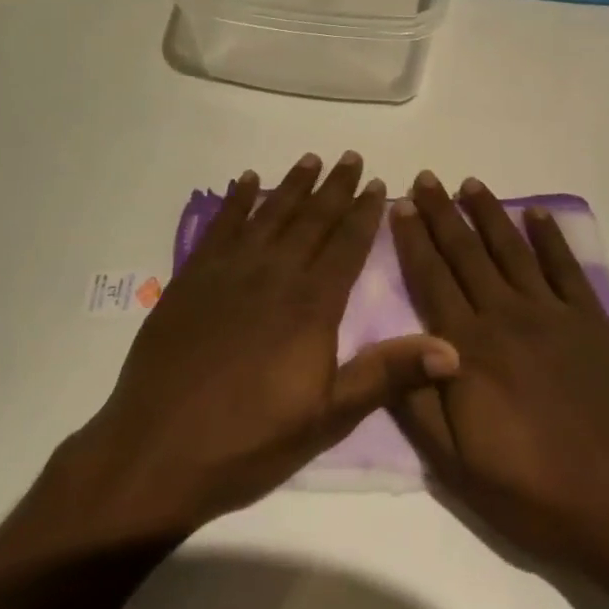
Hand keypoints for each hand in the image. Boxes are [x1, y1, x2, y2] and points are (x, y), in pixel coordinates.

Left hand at [49, 152, 459, 544]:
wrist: (156, 451)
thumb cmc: (249, 442)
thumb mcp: (326, 418)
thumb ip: (387, 375)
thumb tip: (452, 348)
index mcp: (311, 304)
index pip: (346, 245)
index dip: (364, 213)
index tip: (378, 183)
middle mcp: (275, 273)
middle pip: (312, 219)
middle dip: (335, 187)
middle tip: (351, 157)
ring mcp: (230, 270)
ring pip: (270, 213)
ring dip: (293, 184)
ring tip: (311, 159)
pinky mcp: (194, 276)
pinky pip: (221, 224)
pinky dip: (236, 199)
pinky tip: (246, 181)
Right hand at [390, 172, 608, 580]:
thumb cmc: (535, 491)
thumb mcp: (460, 467)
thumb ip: (420, 403)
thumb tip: (391, 349)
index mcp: (468, 349)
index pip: (431, 279)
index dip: (413, 240)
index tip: (399, 205)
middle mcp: (504, 316)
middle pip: (466, 253)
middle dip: (442, 213)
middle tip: (426, 179)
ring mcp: (550, 313)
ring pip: (511, 249)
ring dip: (489, 213)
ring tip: (470, 183)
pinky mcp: (590, 319)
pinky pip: (564, 266)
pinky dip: (549, 236)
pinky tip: (536, 212)